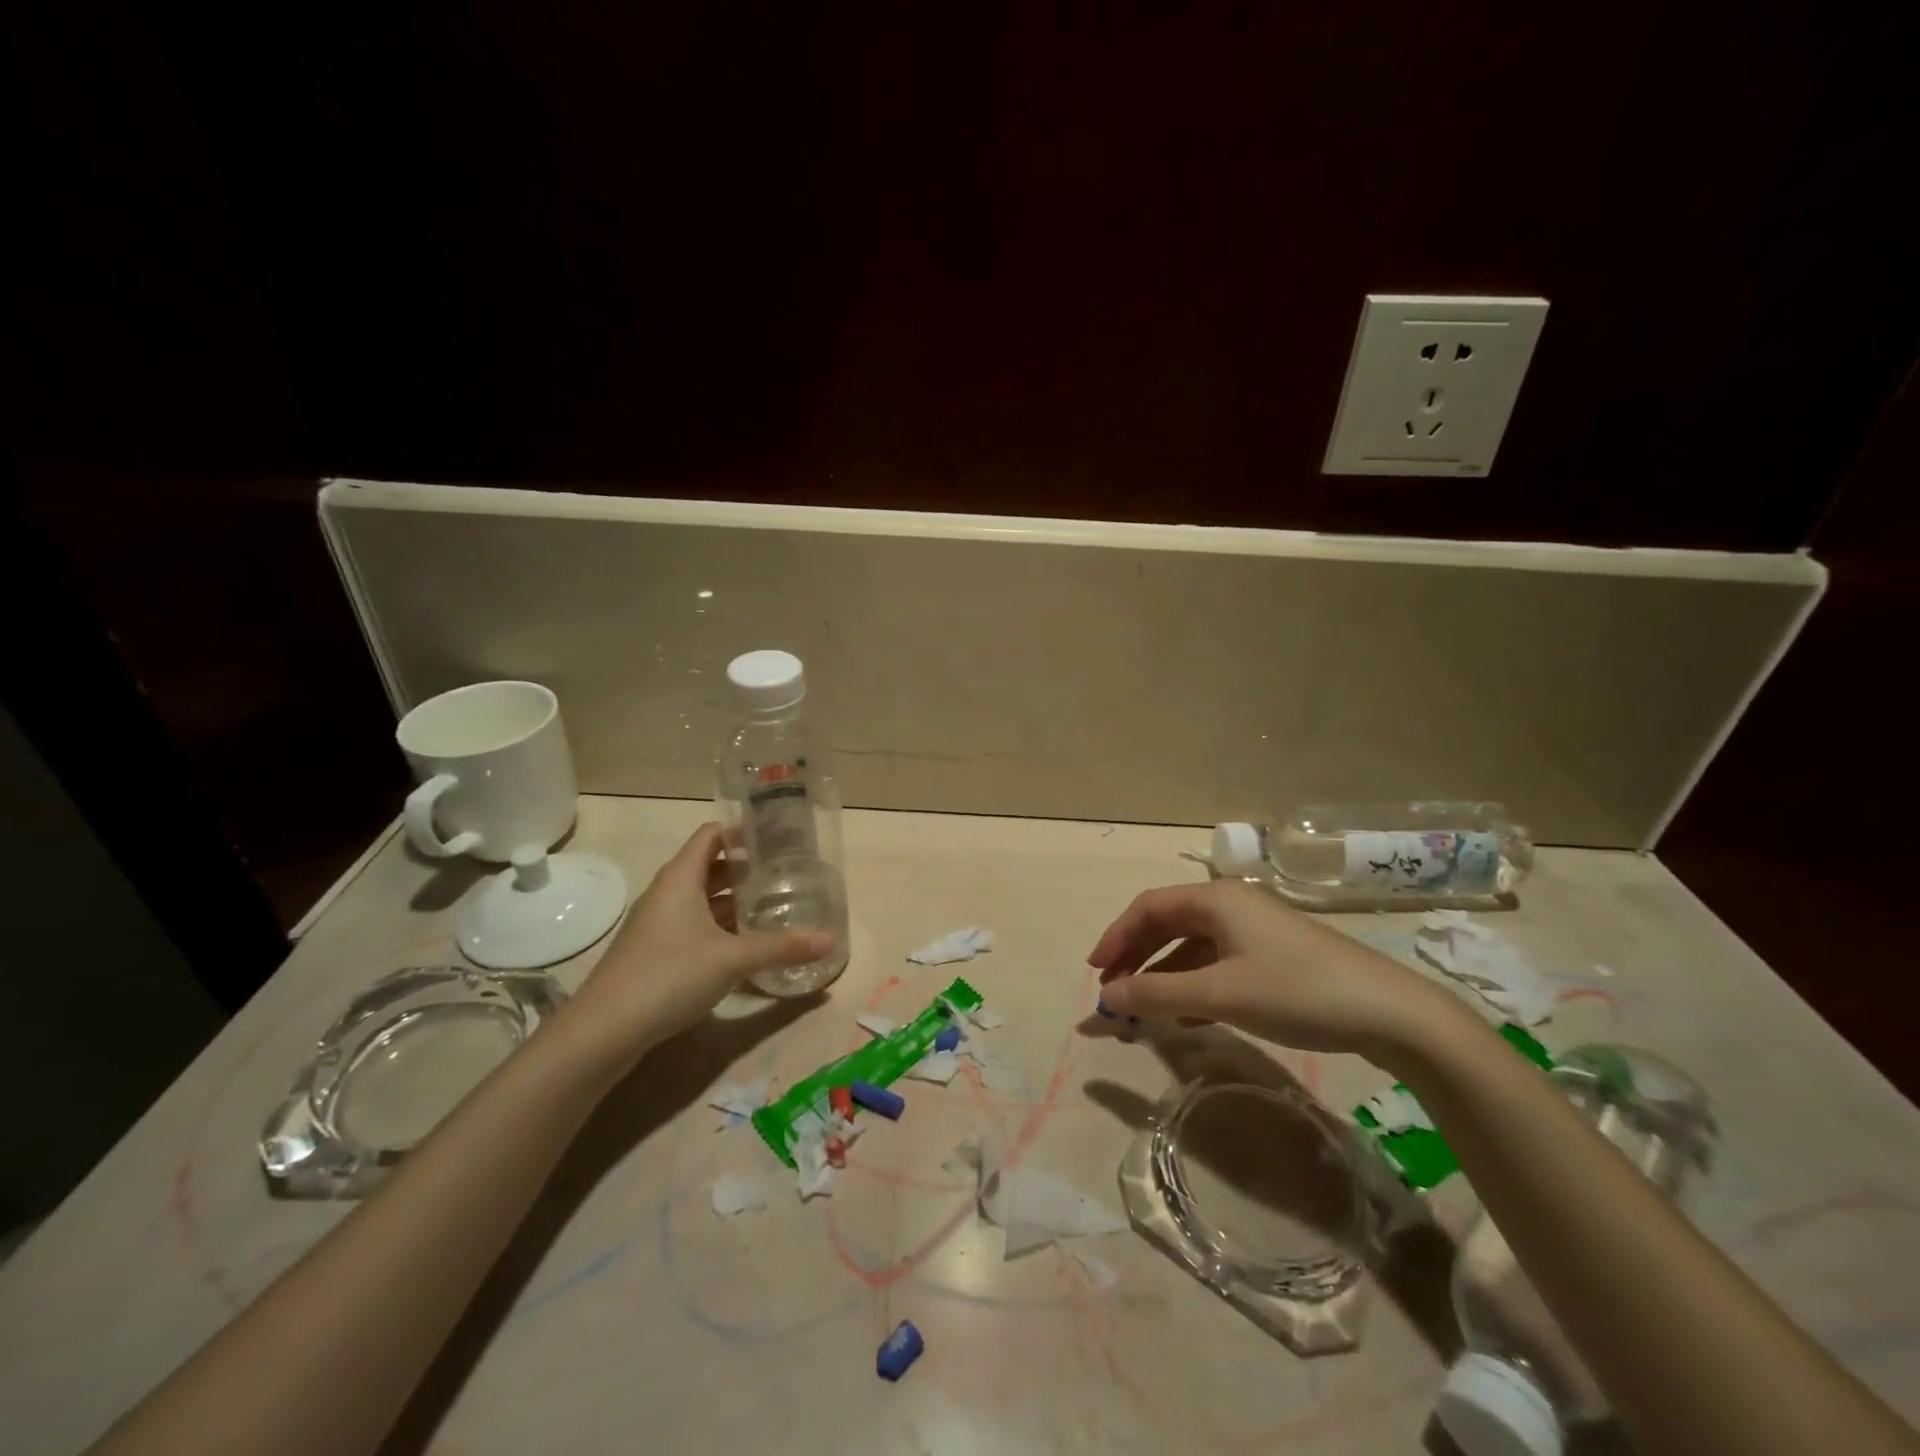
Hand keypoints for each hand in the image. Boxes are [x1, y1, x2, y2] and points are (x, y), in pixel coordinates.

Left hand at [560, 824, 834, 1061]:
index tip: (778, 838)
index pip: (712, 834)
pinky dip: (719, 926)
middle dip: (746, 869)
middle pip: (709, 865)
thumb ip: (782, 947)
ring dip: (733, 900)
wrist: (603, 1032)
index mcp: (681, 877)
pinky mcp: (654, 951)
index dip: (743, 831)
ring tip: (772, 906)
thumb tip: (831, 938)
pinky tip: (744, 944)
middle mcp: (667, 892)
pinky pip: (693, 925)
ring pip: (701, 898)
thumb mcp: (733, 959)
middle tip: (785, 874)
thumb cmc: (669, 976)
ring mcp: (657, 923)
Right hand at [1087, 880, 1460, 1065]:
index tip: (1095, 973)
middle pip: (1168, 924)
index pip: (1148, 908)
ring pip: (1193, 947)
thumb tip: (1106, 996)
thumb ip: (1158, 994)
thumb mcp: (1221, 994)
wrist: (1391, 1013)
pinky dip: (1194, 985)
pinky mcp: (1274, 957)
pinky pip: (1218, 964)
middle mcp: (1232, 906)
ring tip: (1143, 1010)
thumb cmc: (1296, 991)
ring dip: (1163, 975)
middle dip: (1136, 957)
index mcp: (1216, 899)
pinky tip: (1188, 1017)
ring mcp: (1256, 931)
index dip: (1116, 937)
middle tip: (1113, 992)